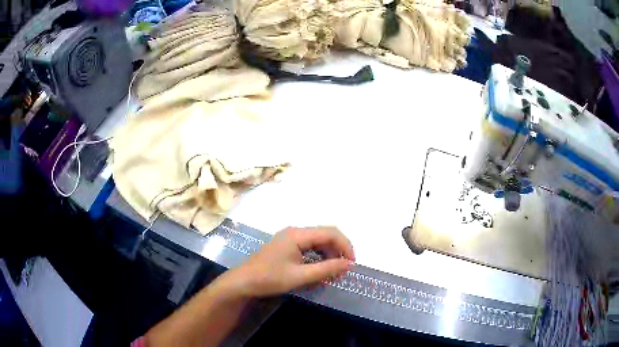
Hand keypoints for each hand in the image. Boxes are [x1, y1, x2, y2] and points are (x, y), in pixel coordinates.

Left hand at [222, 227, 354, 297]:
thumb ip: (326, 269)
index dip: (345, 246)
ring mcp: (290, 238)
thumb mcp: (300, 276)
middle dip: (338, 252)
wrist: (244, 282)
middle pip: (325, 236)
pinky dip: (318, 258)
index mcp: (298, 234)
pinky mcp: (287, 246)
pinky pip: (309, 248)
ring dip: (328, 255)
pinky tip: (318, 271)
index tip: (351, 264)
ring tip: (331, 274)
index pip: (331, 232)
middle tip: (341, 272)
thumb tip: (349, 264)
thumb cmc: (270, 278)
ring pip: (318, 242)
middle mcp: (295, 232)